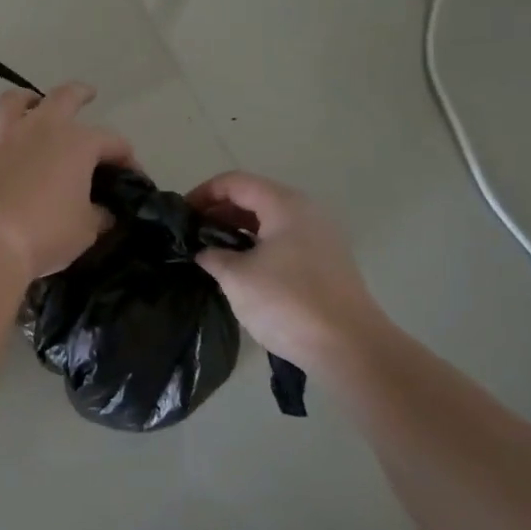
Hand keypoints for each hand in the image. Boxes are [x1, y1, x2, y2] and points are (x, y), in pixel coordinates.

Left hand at [0, 85, 134, 278]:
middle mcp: (40, 130)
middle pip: (63, 98)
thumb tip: (102, 212)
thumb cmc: (46, 234)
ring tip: (32, 102)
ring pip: (13, 102)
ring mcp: (3, 140)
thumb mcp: (86, 230)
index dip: (126, 157)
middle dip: (79, 94)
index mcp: (77, 144)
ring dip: (26, 99)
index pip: (112, 142)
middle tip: (87, 94)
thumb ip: (98, 215)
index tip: (132, 177)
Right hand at [186, 171, 387, 370]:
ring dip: (237, 230)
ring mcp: (320, 237)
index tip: (181, 215)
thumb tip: (205, 252)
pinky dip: (257, 245)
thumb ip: (213, 256)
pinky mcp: (325, 262)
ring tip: (210, 252)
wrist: (349, 347)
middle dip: (219, 211)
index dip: (204, 193)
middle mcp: (306, 212)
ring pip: (269, 220)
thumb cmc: (288, 302)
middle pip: (254, 197)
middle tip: (192, 234)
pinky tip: (240, 268)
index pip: (236, 182)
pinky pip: (283, 240)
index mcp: (285, 205)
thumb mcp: (237, 277)